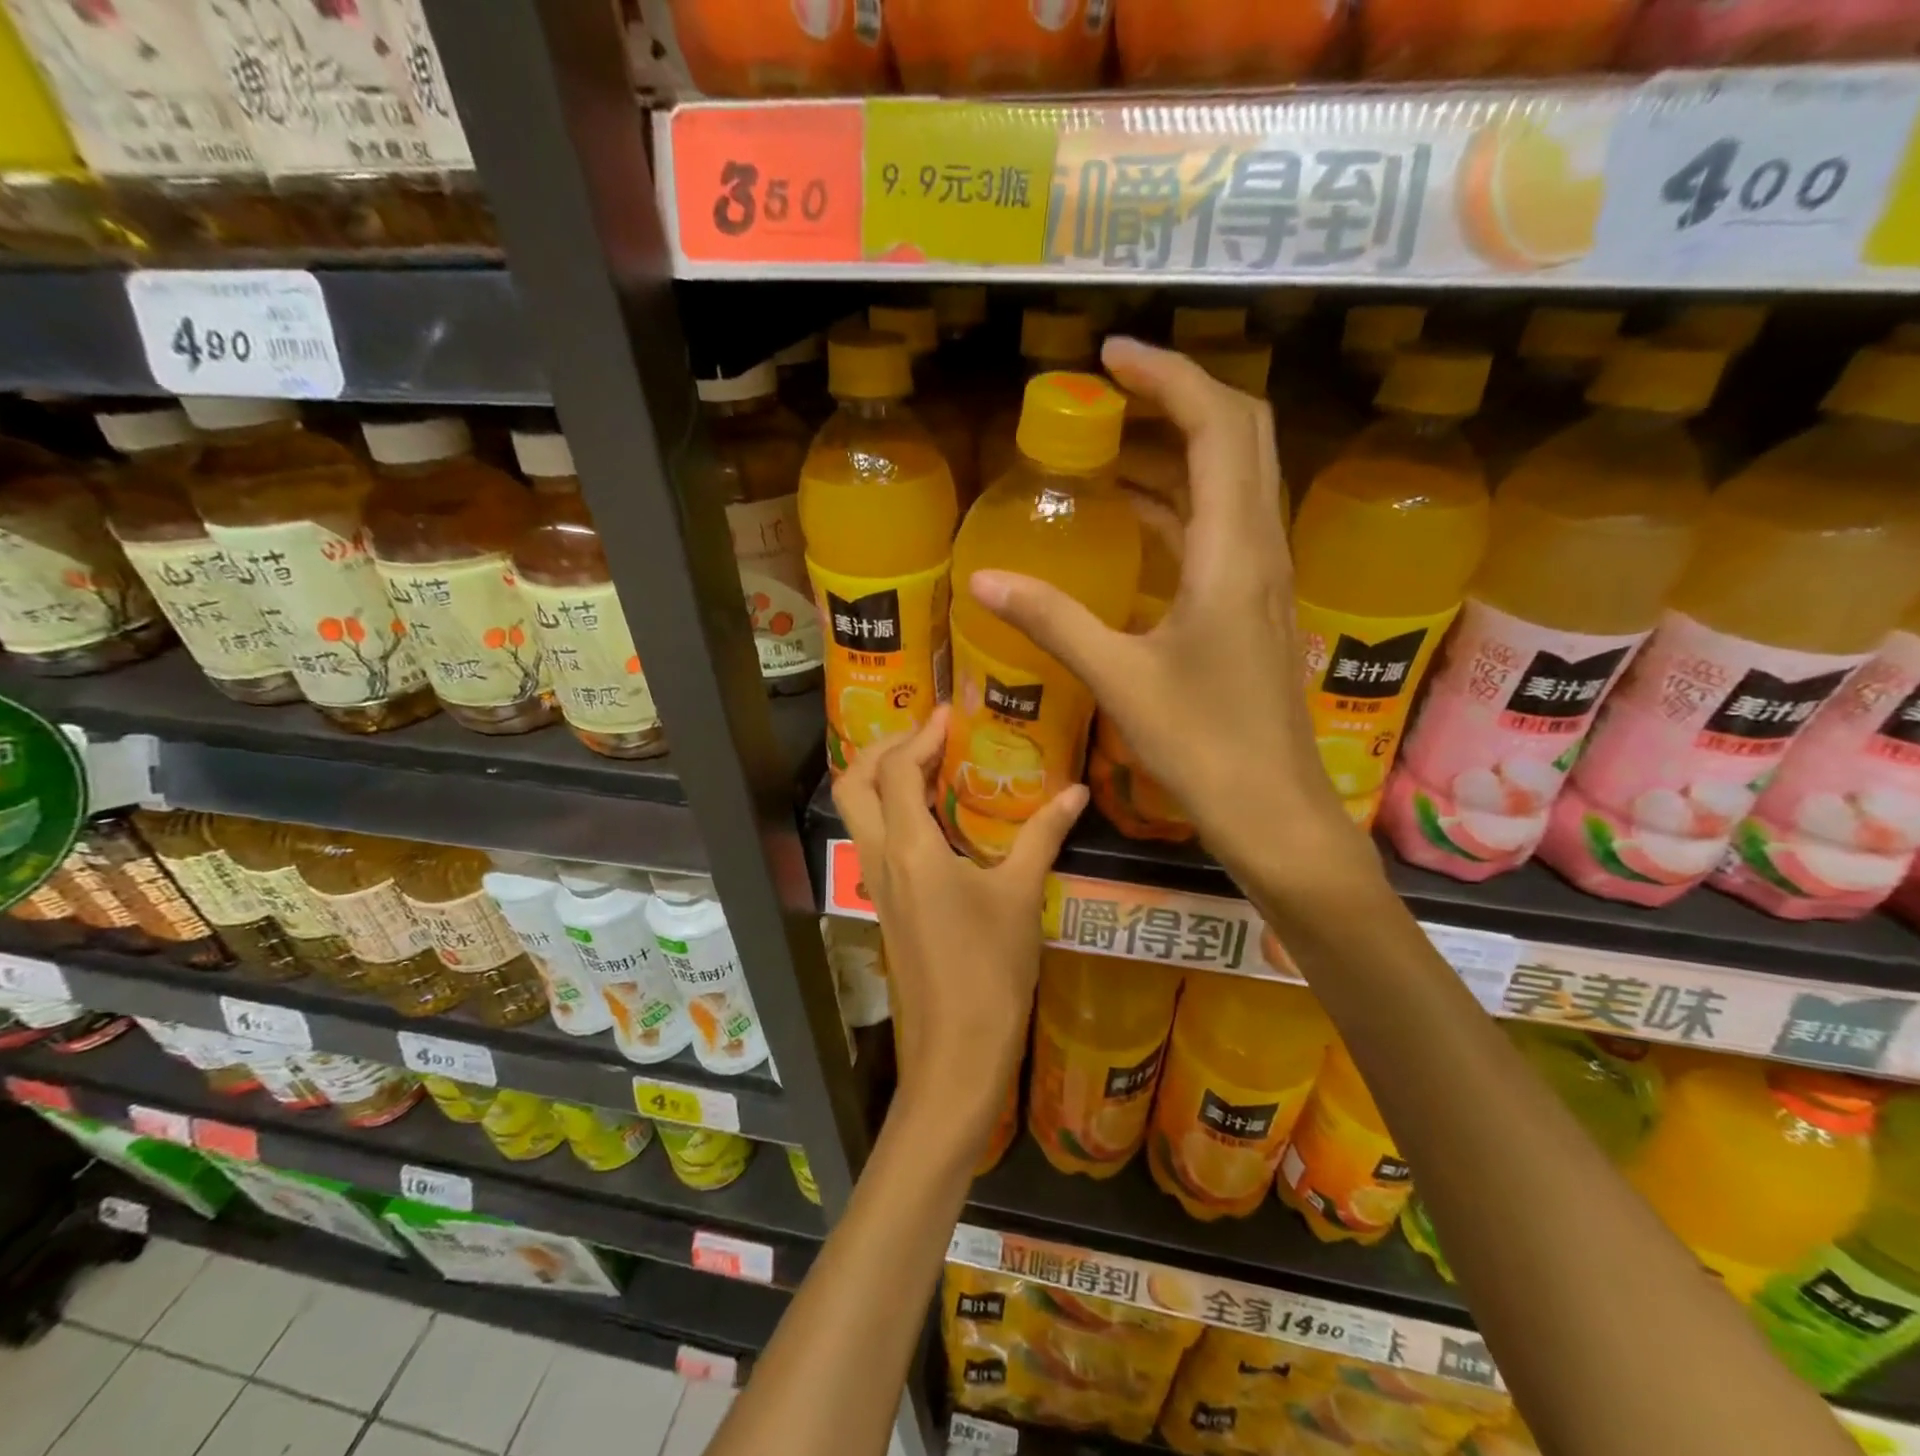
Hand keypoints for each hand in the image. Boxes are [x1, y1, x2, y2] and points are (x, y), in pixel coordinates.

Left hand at [832, 706, 1085, 1145]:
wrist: (957, 1051)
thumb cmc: (990, 970)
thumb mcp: (1020, 896)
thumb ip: (1044, 836)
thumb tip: (1077, 792)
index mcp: (910, 849)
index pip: (897, 771)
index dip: (919, 734)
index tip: (949, 714)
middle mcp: (880, 859)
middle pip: (854, 784)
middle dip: (882, 749)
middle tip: (926, 737)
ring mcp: (876, 884)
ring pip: (858, 813)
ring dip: (882, 780)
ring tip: (930, 766)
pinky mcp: (885, 905)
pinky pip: (874, 841)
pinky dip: (892, 813)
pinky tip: (935, 820)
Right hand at [968, 337, 1364, 885]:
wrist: (1271, 806)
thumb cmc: (1201, 745)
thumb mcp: (1118, 677)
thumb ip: (1051, 620)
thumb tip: (981, 580)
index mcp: (1233, 551)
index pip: (1218, 425)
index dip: (1167, 376)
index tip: (1110, 357)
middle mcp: (1261, 546)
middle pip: (1242, 433)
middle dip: (1180, 396)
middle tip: (1112, 390)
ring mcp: (1265, 575)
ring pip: (1237, 477)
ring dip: (1181, 447)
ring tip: (1112, 443)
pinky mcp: (1255, 602)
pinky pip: (1224, 524)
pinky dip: (1182, 502)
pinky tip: (1135, 518)